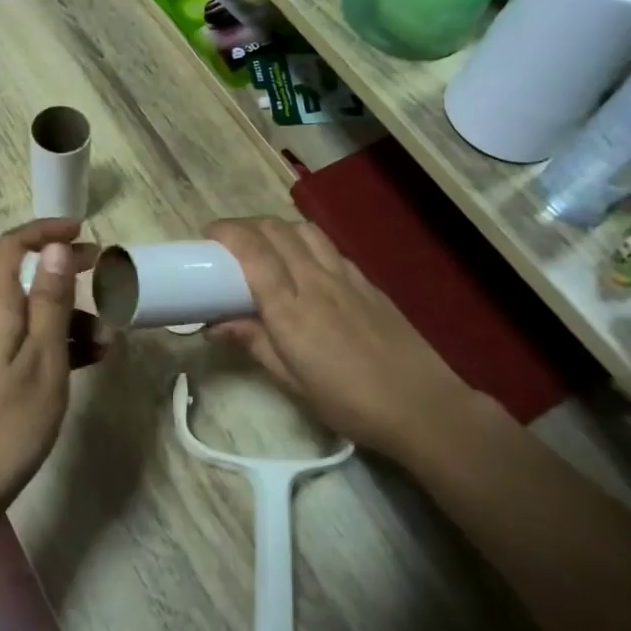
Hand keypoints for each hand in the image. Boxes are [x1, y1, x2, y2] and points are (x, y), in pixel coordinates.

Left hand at [0, 218, 94, 520]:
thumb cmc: (8, 422)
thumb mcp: (43, 359)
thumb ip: (49, 302)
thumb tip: (53, 248)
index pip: (11, 248)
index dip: (44, 231)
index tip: (83, 232)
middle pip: (24, 280)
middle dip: (66, 276)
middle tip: (107, 279)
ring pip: (30, 317)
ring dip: (68, 320)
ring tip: (109, 343)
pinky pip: (25, 344)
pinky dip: (55, 344)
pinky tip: (87, 361)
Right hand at [205, 217, 499, 465]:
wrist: (422, 405)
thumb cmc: (349, 402)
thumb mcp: (292, 382)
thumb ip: (254, 344)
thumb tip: (215, 324)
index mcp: (291, 310)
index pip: (254, 252)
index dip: (228, 233)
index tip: (208, 235)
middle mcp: (316, 281)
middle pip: (276, 230)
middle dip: (245, 225)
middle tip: (227, 241)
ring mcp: (345, 277)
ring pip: (304, 230)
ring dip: (277, 227)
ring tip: (263, 245)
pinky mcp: (367, 281)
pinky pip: (328, 246)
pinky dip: (305, 241)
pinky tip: (303, 263)